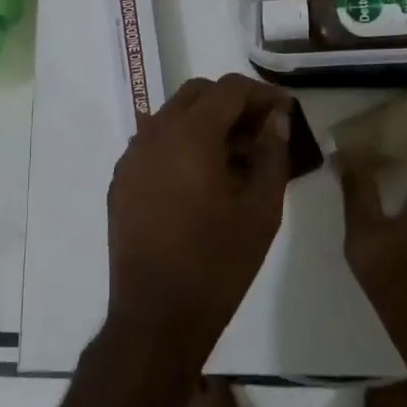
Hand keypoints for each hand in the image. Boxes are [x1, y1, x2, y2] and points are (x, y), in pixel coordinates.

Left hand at [105, 74, 293, 368]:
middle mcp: (153, 135)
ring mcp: (131, 158)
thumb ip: (272, 154)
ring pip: (172, 117)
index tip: (285, 112)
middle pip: (197, 94)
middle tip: (262, 132)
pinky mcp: (121, 182)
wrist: (157, 317)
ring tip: (237, 158)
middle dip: (233, 103)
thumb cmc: (217, 263)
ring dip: (206, 123)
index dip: (262, 94)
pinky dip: (182, 144)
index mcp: (189, 135)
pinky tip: (203, 179)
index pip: (229, 90)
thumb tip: (276, 119)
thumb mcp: (261, 210)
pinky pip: (155, 144)